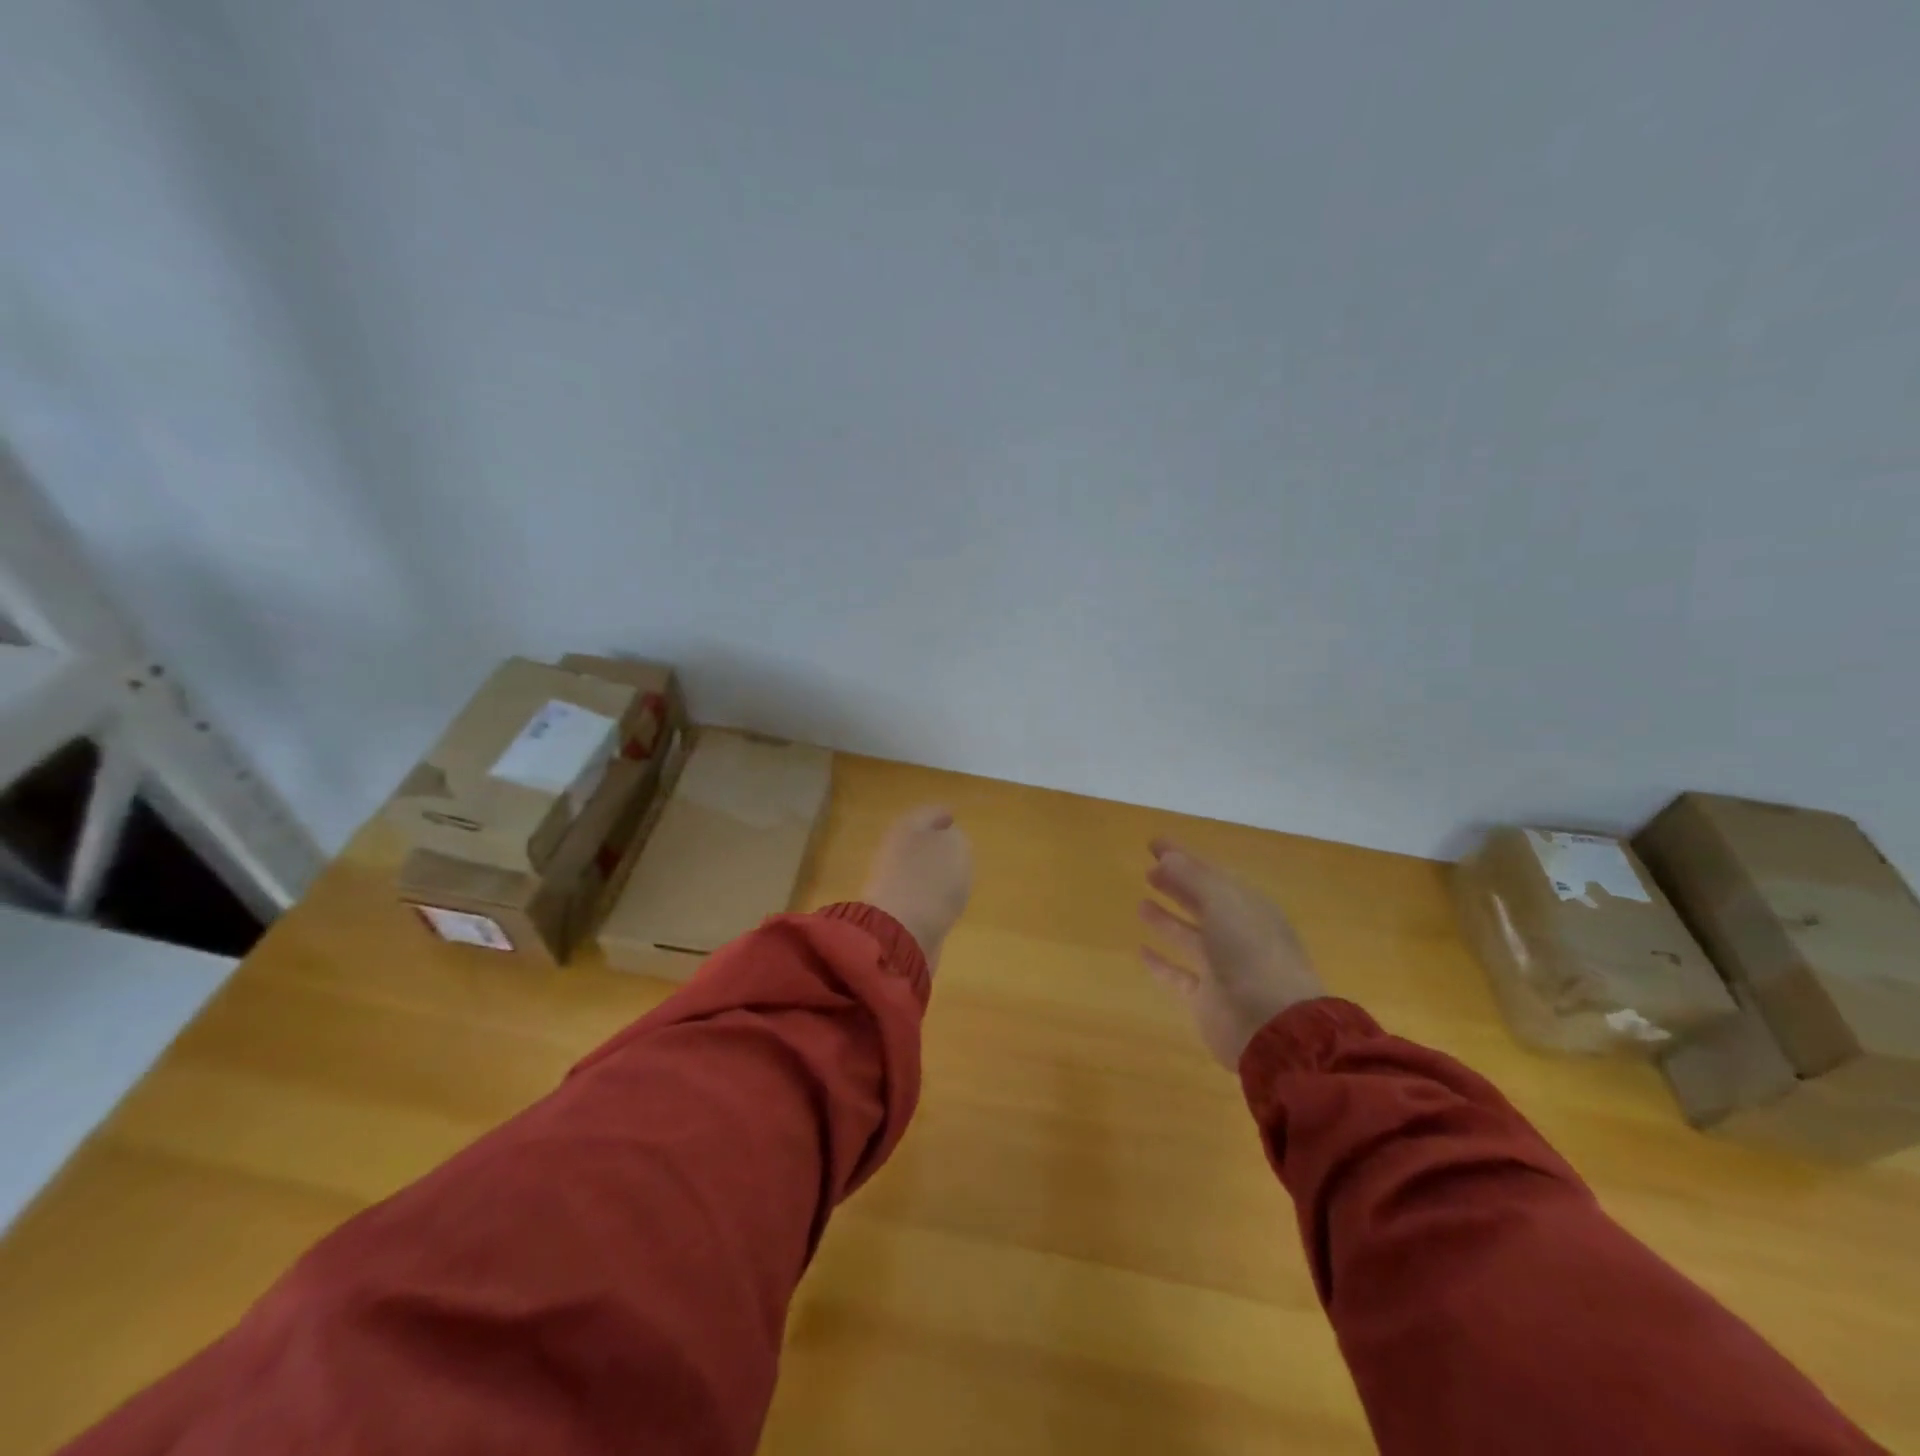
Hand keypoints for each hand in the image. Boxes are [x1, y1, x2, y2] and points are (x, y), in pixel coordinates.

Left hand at [860, 805, 973, 972]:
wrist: (900, 931)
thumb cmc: (931, 879)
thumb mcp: (956, 847)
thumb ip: (956, 838)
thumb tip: (949, 841)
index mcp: (908, 827)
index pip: (927, 813)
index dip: (942, 813)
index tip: (954, 815)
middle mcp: (894, 849)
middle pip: (917, 839)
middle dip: (934, 840)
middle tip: (955, 843)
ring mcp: (890, 880)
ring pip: (915, 866)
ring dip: (932, 868)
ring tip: (953, 873)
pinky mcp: (893, 909)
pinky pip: (915, 892)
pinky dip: (928, 892)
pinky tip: (943, 899)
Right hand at [1140, 839, 1325, 1068]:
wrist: (1272, 1026)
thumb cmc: (1250, 952)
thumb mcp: (1222, 902)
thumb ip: (1192, 878)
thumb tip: (1166, 857)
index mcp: (1248, 907)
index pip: (1211, 874)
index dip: (1183, 857)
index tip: (1154, 844)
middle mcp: (1237, 934)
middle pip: (1202, 903)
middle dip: (1176, 885)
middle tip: (1148, 870)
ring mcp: (1223, 968)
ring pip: (1190, 936)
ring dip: (1167, 919)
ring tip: (1141, 903)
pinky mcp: (1206, 998)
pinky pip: (1178, 975)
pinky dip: (1161, 964)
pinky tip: (1141, 951)